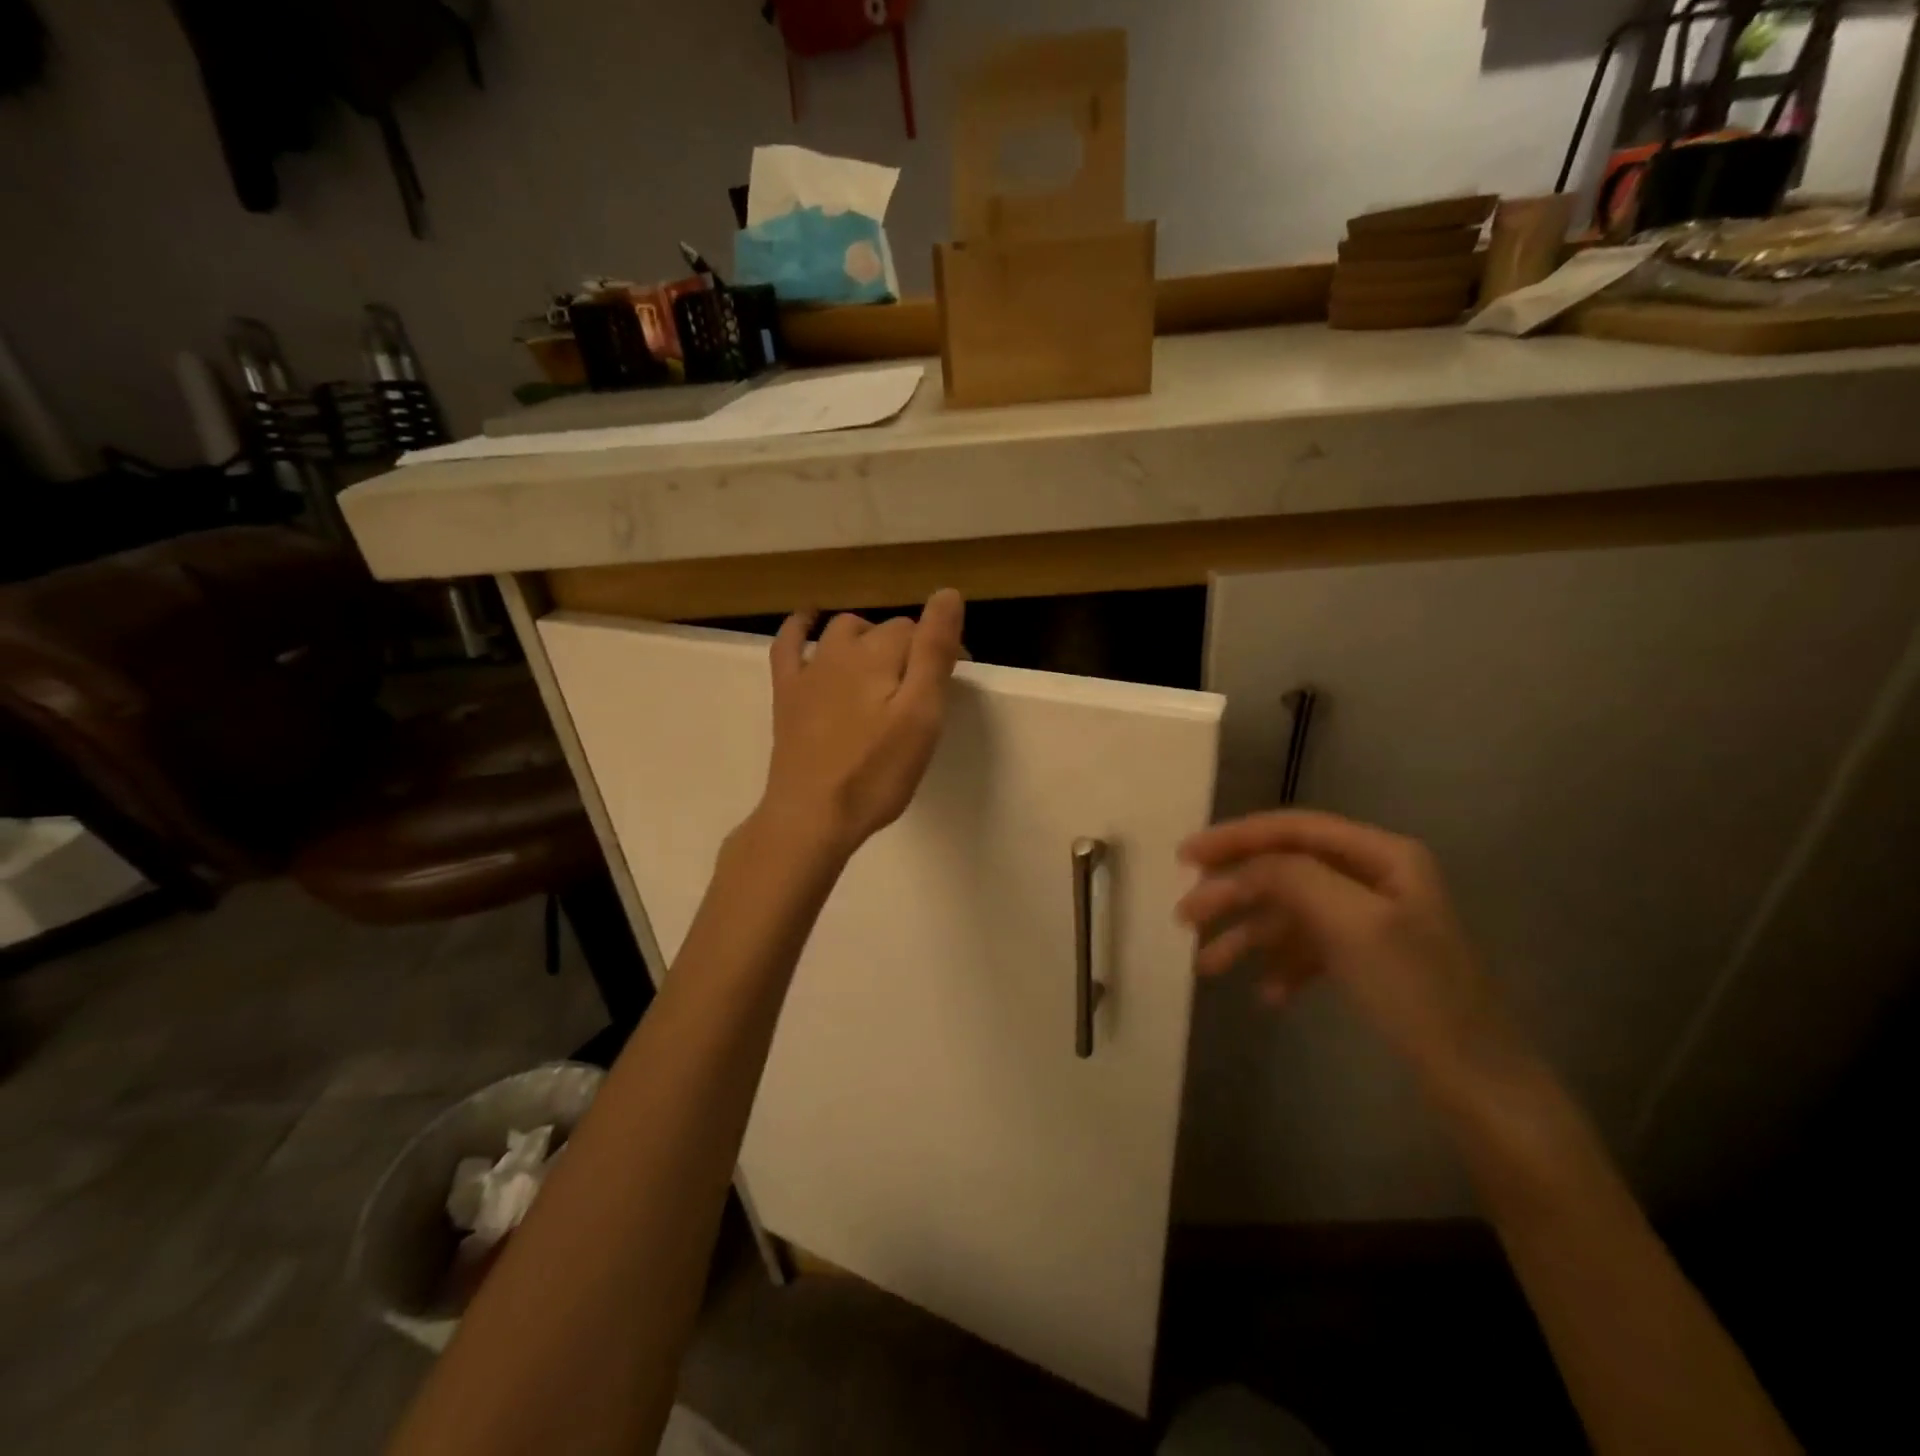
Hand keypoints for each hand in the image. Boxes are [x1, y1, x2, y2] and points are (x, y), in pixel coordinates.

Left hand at [756, 589, 964, 858]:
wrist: (811, 815)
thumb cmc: (875, 772)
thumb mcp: (921, 715)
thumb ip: (934, 653)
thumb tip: (947, 593)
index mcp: (879, 655)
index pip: (920, 633)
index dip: (943, 650)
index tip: (955, 681)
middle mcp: (840, 651)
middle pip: (884, 632)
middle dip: (910, 647)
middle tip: (926, 686)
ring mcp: (809, 671)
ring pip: (843, 633)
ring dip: (869, 637)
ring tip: (888, 663)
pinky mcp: (787, 694)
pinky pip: (789, 645)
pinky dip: (801, 627)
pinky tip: (809, 620)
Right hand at [1176, 810, 1536, 1100]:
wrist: (1478, 1082)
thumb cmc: (1416, 992)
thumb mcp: (1353, 924)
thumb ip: (1293, 878)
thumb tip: (1244, 865)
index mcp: (1382, 855)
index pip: (1293, 829)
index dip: (1235, 837)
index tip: (1185, 856)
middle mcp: (1374, 877)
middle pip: (1285, 870)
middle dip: (1233, 893)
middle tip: (1185, 916)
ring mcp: (1368, 919)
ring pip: (1289, 912)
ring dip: (1247, 935)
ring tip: (1207, 966)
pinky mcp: (1364, 958)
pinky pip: (1307, 948)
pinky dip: (1280, 965)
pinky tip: (1267, 995)